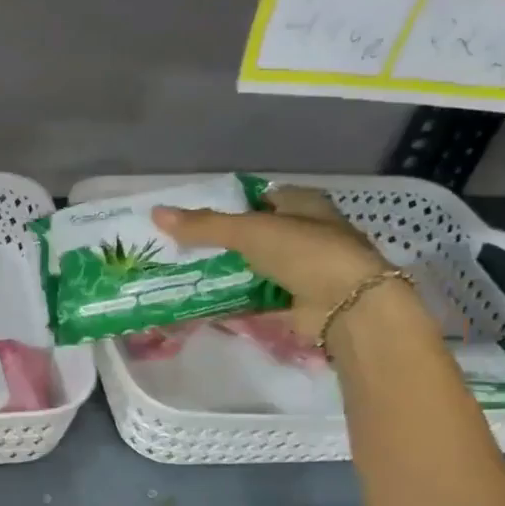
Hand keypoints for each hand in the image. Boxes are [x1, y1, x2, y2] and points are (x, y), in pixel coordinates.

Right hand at [154, 187, 395, 340]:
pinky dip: (235, 303)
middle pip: (254, 237)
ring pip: (254, 270)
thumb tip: (156, 213)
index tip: (193, 219)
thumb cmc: (305, 252)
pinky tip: (205, 305)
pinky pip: (258, 301)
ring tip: (185, 278)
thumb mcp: (249, 231)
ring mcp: (303, 272)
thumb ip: (204, 225)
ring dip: (227, 276)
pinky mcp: (297, 304)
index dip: (228, 206)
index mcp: (302, 205)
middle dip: (221, 246)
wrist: (348, 306)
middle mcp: (305, 235)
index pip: (259, 199)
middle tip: (181, 252)